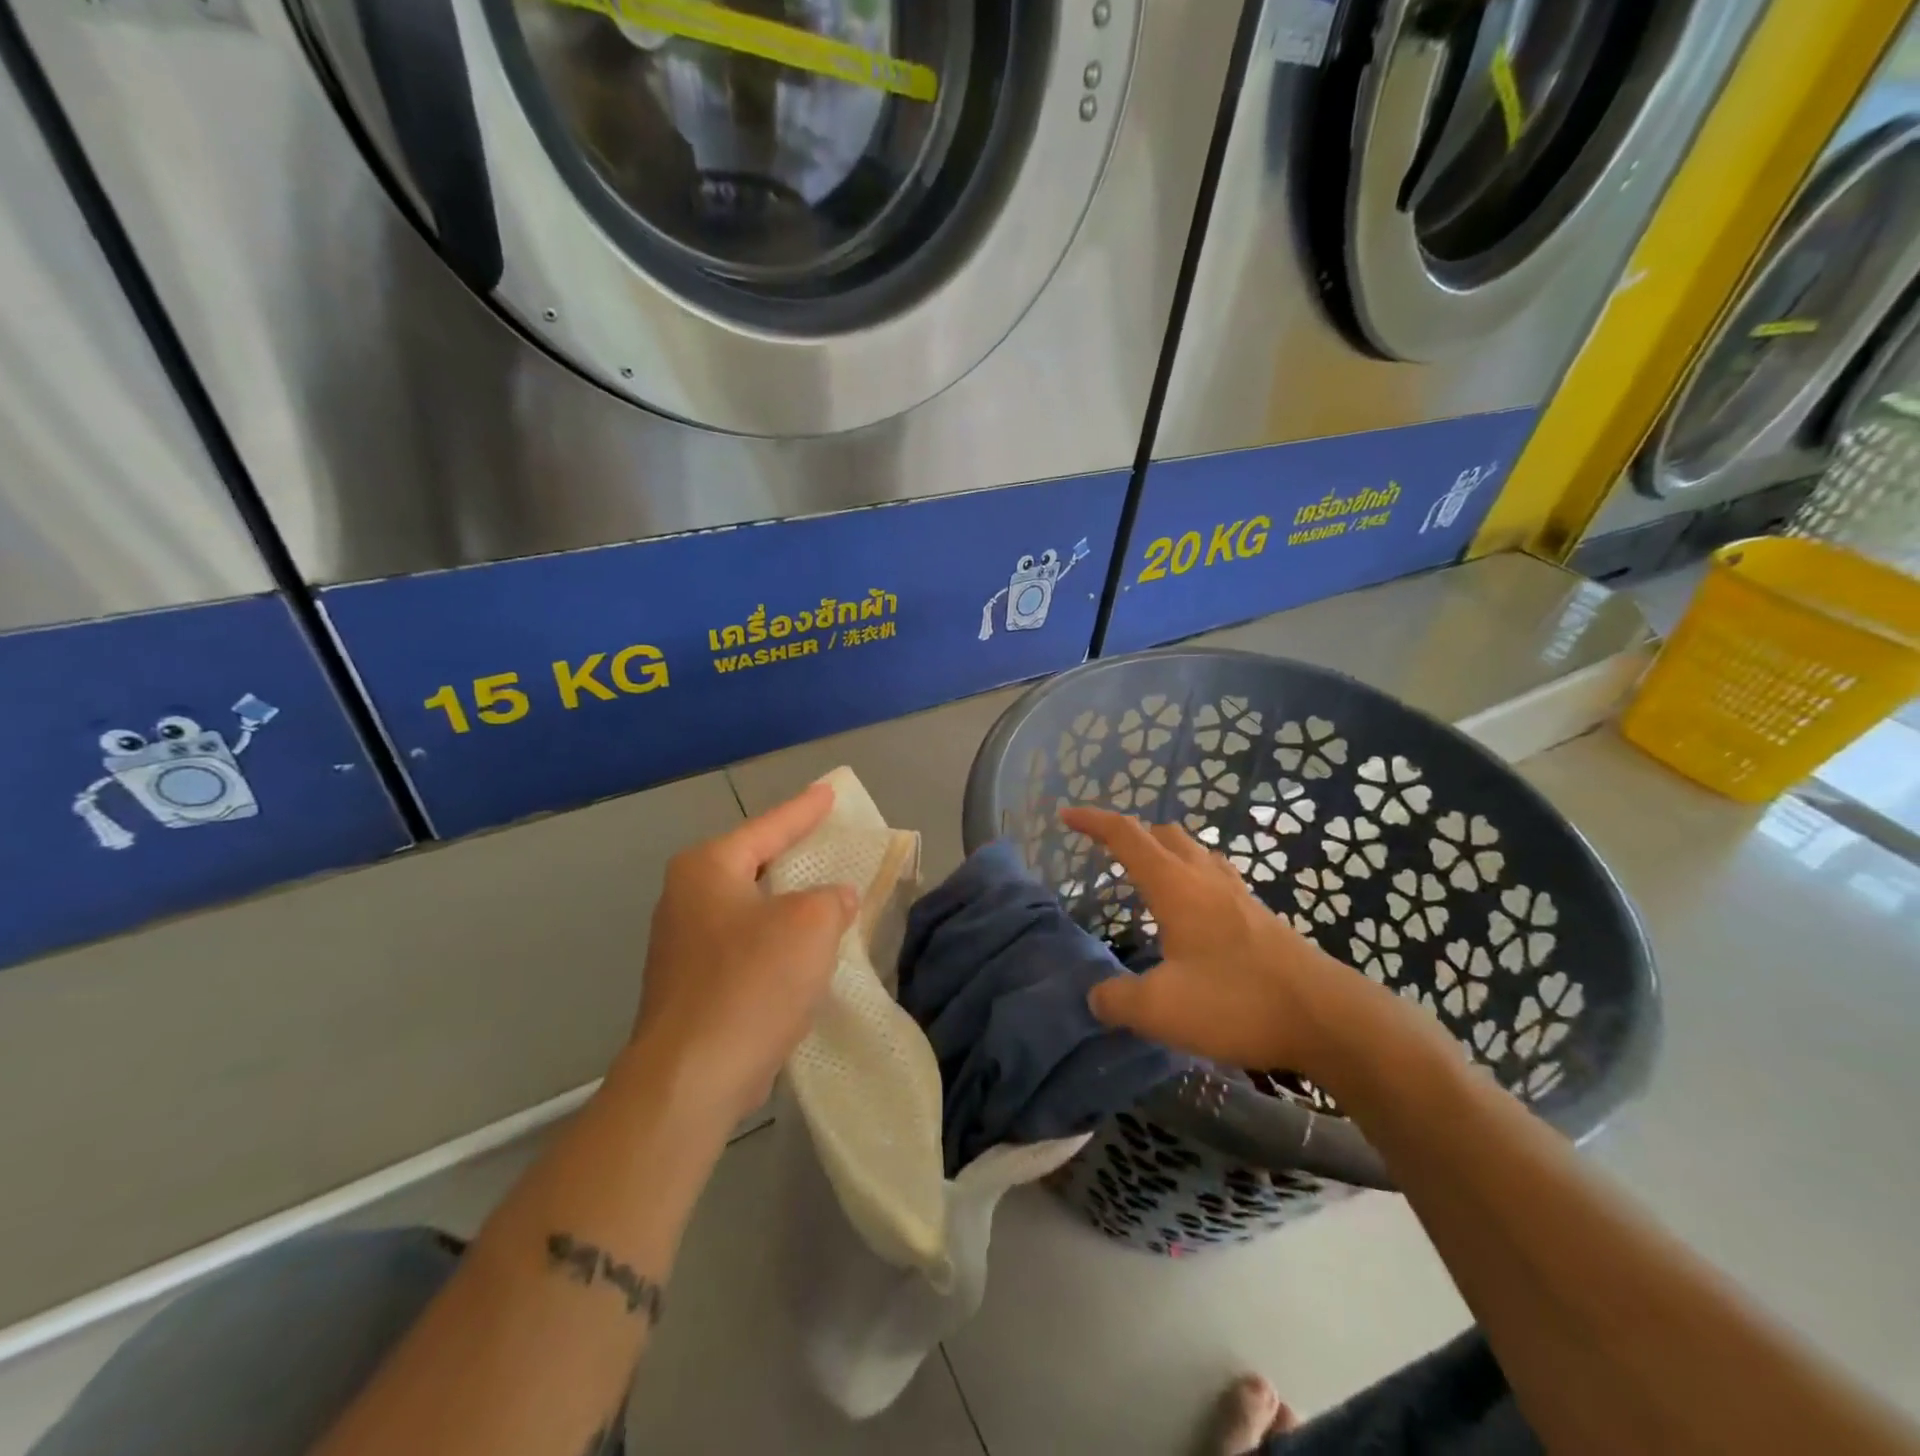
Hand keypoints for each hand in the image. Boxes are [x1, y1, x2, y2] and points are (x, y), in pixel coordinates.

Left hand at [630, 782, 856, 1128]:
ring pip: (750, 908)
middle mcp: (686, 898)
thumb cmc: (751, 983)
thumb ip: (832, 899)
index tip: (830, 792)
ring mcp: (683, 945)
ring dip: (788, 905)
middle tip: (828, 839)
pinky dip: (776, 942)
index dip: (805, 809)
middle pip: (754, 864)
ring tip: (825, 896)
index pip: (768, 827)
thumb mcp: (810, 925)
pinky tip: (802, 953)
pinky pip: (745, 946)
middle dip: (793, 855)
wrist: (691, 1079)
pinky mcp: (691, 986)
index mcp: (707, 869)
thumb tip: (834, 900)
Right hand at [1062, 805, 1365, 1078]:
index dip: (1094, 822)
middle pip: (1164, 834)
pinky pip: (1216, 877)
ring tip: (1150, 876)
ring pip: (1195, 852)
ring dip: (1166, 852)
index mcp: (1175, 885)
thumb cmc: (1236, 1001)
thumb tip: (1096, 997)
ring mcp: (1238, 894)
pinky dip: (1192, 878)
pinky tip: (1195, 913)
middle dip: (1131, 833)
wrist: (1326, 1017)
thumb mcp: (1160, 1009)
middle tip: (1108, 851)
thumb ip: (1117, 1000)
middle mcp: (1205, 878)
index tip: (1067, 815)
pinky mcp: (1261, 917)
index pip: (1126, 836)